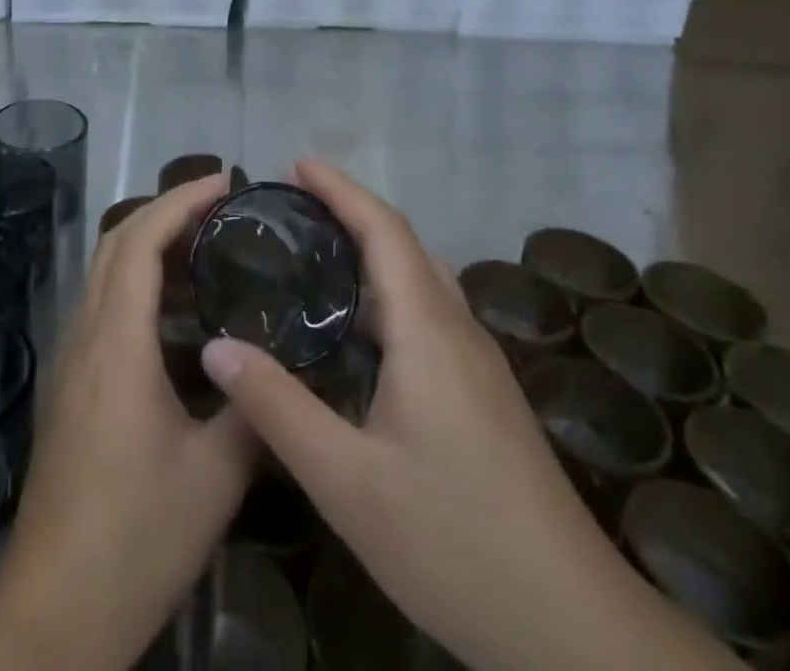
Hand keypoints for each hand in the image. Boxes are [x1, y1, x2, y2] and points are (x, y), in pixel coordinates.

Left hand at [0, 172, 257, 669]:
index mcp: (117, 345)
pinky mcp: (72, 384)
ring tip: (206, 243)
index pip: (140, 241)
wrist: (54, 610)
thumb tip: (283, 364)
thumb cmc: (136, 538)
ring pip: (105, 271)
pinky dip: (138, 278)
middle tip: (220, 204)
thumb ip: (253, 410)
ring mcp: (73, 359)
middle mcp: (87, 337)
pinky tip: (177, 308)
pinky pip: (103, 303)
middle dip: (165, 209)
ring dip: (149, 241)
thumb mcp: (214, 477)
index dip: (180, 200)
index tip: (224, 181)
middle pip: (116, 243)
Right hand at [200, 160, 739, 670]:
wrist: (573, 628)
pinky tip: (360, 329)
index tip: (297, 164)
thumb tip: (216, 347)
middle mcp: (458, 330)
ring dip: (373, 249)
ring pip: (422, 279)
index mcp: (428, 331)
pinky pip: (431, 312)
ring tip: (318, 252)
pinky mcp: (485, 393)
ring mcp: (479, 363)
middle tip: (295, 205)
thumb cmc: (455, 543)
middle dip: (352, 210)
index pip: (384, 230)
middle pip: (404, 244)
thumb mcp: (347, 482)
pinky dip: (389, 290)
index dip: (341, 189)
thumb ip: (278, 408)